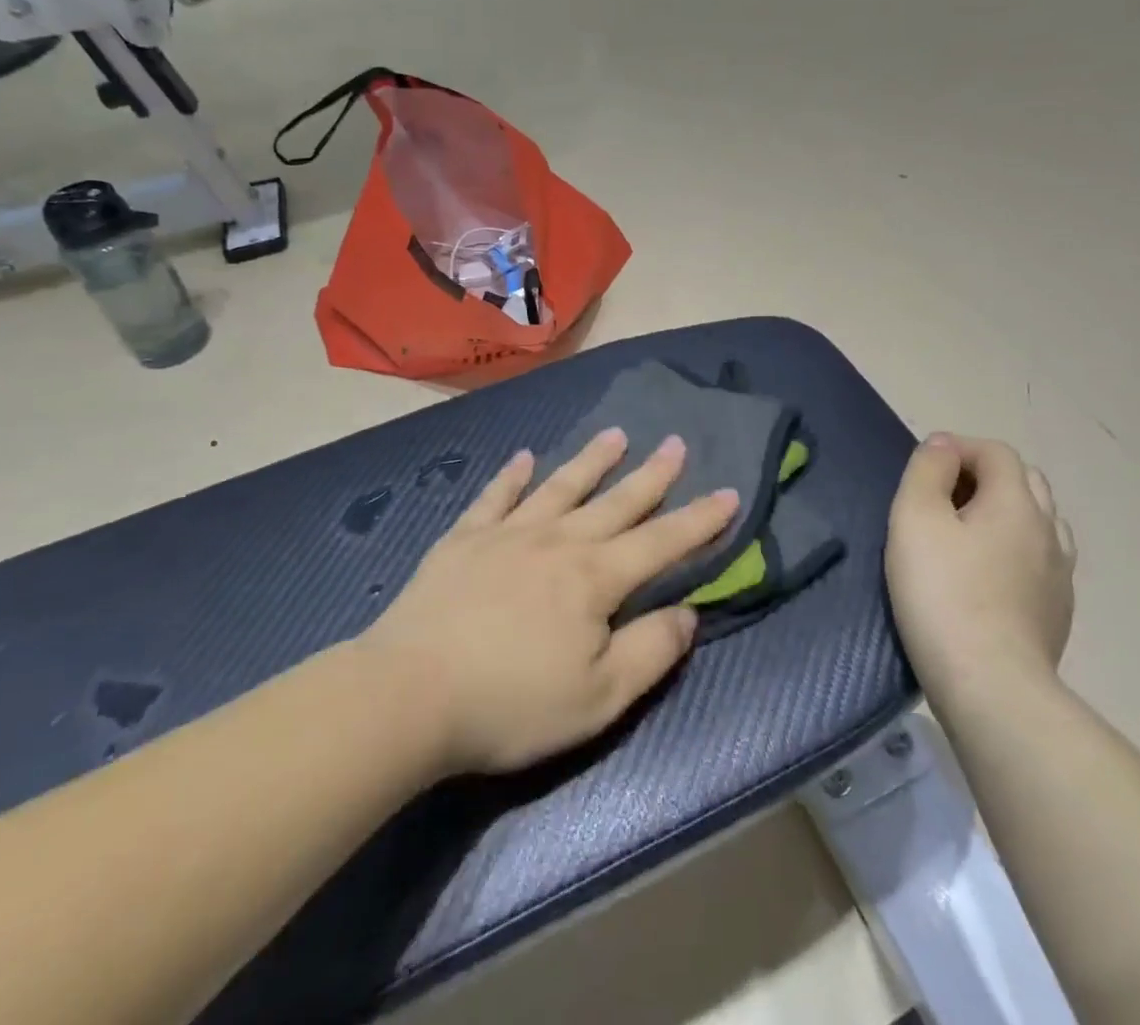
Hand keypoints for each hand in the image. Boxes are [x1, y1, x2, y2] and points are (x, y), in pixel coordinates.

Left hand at [362, 429, 739, 776]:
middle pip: (615, 502)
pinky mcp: (465, 539)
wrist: (411, 694)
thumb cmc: (512, 704)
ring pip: (561, 487)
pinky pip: (495, 497)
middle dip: (651, 475)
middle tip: (676, 442)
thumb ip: (650, 651)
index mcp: (594, 578)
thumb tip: (687, 612)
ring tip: (615, 434)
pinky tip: (524, 457)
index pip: (661, 543)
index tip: (728, 492)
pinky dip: (512, 476)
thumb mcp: (599, 698)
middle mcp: (558, 541)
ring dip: (591, 460)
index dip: (699, 520)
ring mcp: (508, 534)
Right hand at [886, 433, 1076, 693]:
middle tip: (942, 499)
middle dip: (983, 476)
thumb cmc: (943, 593)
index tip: (924, 469)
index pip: (996, 452)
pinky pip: (1039, 560)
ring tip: (966, 536)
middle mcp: (1048, 529)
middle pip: (1023, 481)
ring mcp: (1059, 574)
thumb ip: (927, 471)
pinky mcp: (1057, 611)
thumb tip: (943, 446)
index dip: (959, 449)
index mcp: (1017, 502)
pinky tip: (987, 576)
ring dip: (1003, 514)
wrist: (991, 685)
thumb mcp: (915, 518)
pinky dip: (1014, 550)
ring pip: (1037, 521)